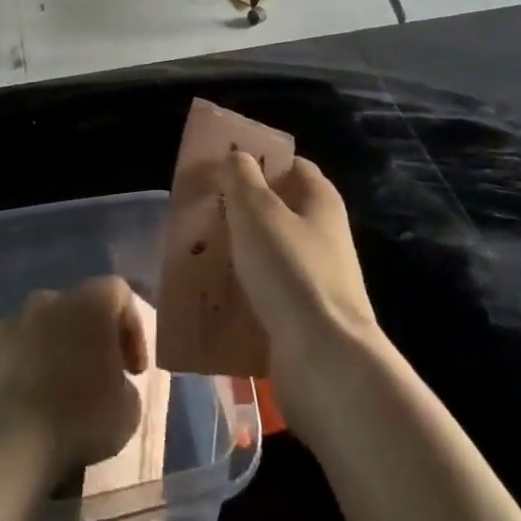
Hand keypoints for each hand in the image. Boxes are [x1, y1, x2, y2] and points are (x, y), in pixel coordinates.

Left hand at [0, 276, 148, 482]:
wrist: (9, 444)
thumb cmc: (80, 418)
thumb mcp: (129, 410)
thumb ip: (125, 385)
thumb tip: (113, 384)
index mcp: (90, 303)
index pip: (120, 293)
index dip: (132, 328)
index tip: (133, 370)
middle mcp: (49, 300)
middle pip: (76, 307)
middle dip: (88, 337)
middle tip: (95, 378)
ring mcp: (9, 323)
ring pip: (38, 328)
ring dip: (50, 351)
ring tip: (55, 393)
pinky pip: (7, 354)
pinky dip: (17, 371)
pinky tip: (21, 405)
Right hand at [215, 152, 380, 440]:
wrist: (325, 362)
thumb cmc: (291, 272)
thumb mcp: (257, 212)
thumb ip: (242, 178)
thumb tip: (237, 158)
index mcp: (320, 201)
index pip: (290, 166)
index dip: (258, 161)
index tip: (221, 167)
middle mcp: (323, 234)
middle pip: (276, 210)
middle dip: (239, 210)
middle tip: (199, 211)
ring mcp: (315, 278)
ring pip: (267, 253)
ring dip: (236, 253)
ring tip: (195, 252)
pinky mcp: (302, 316)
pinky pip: (265, 293)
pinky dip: (241, 291)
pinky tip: (211, 294)